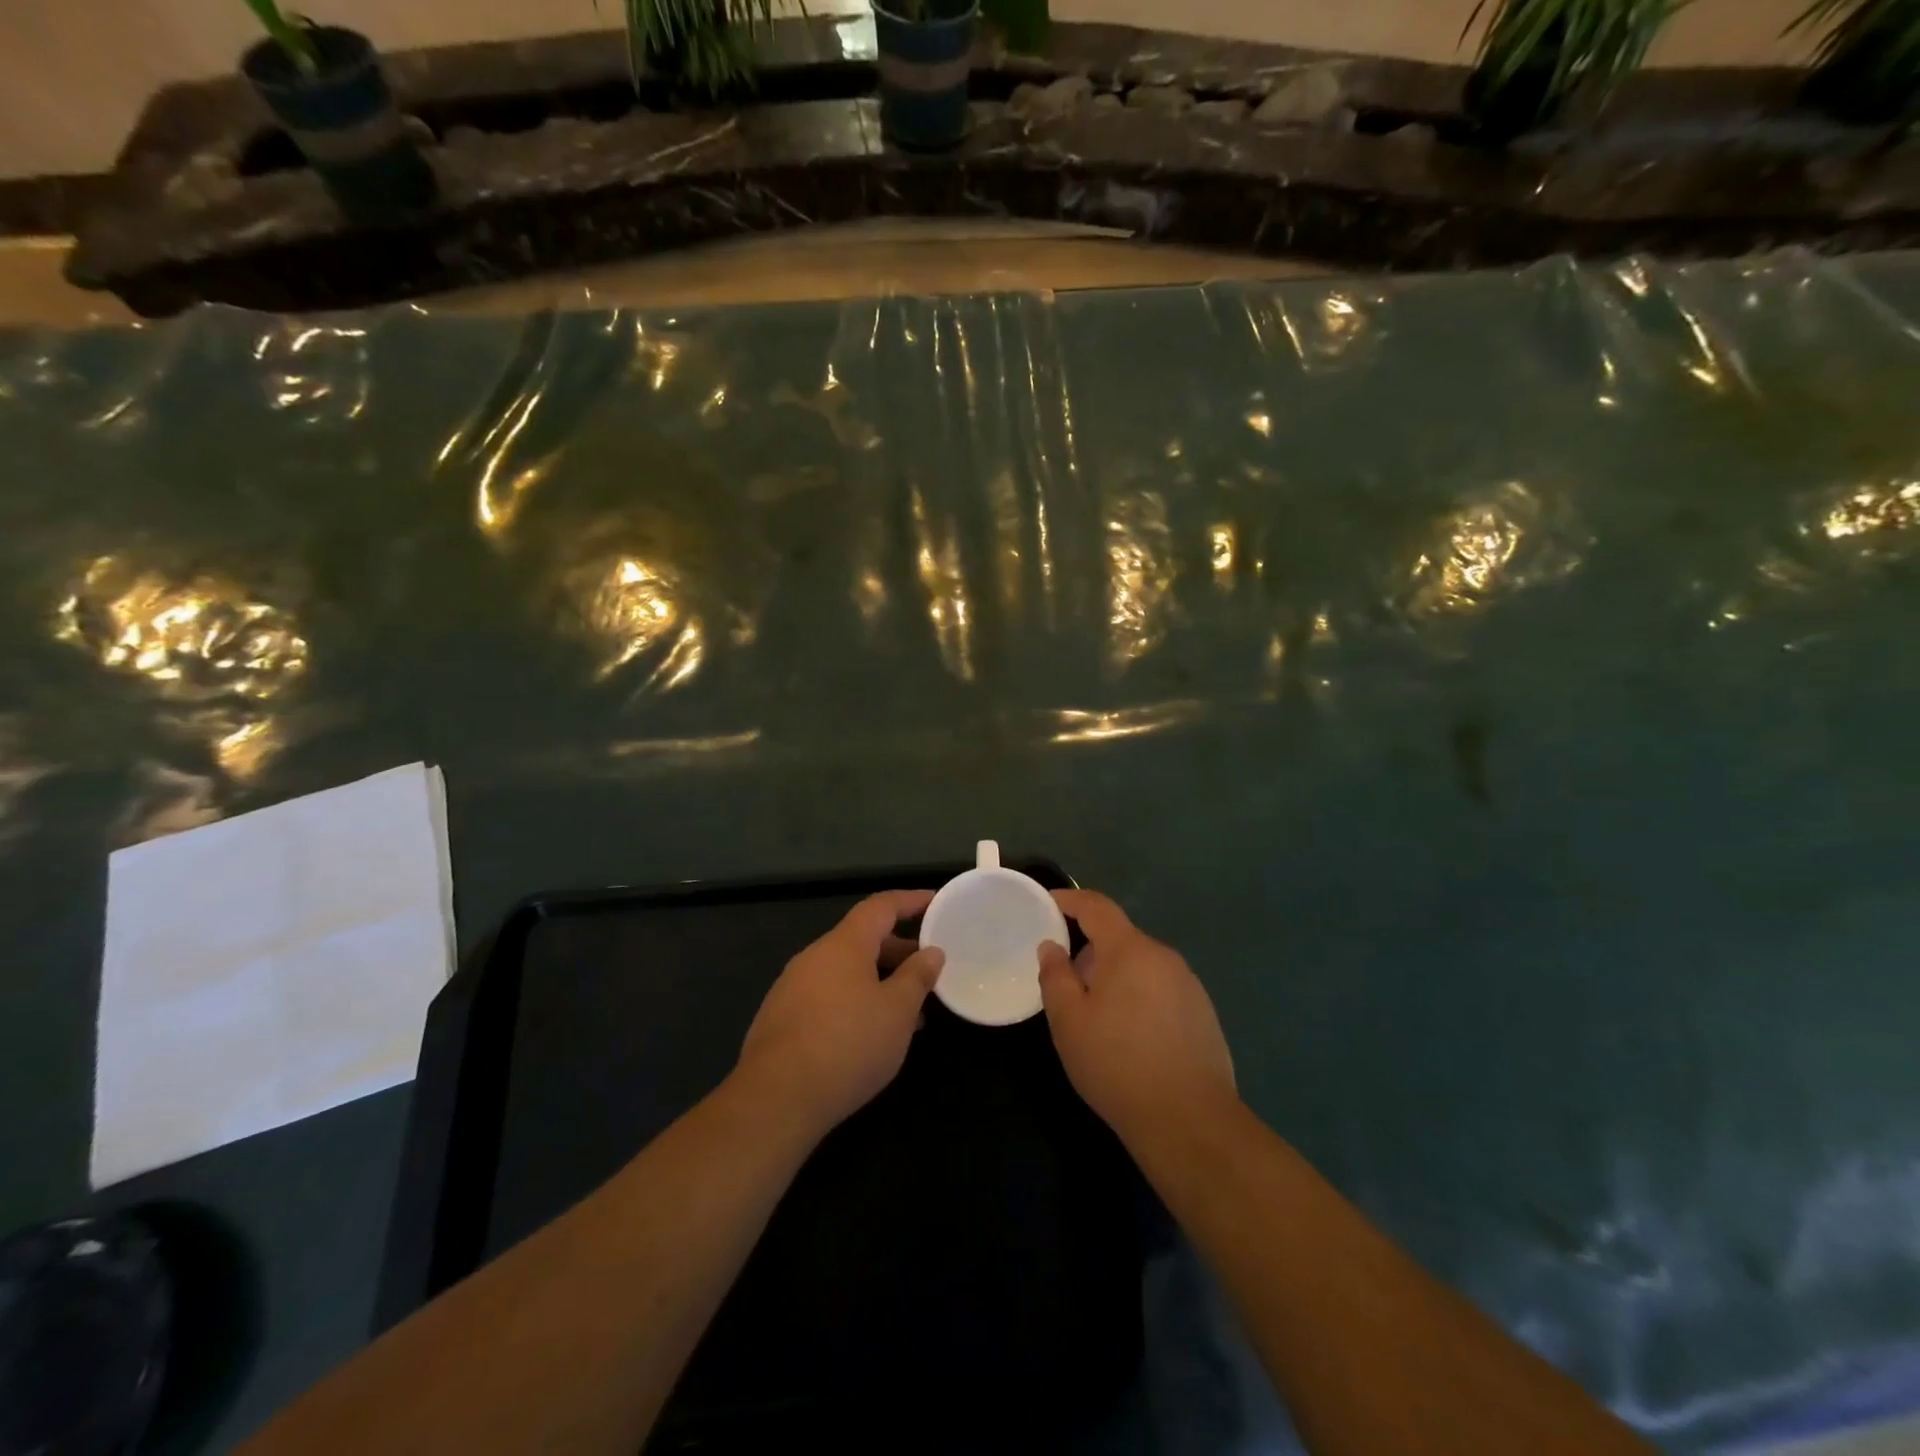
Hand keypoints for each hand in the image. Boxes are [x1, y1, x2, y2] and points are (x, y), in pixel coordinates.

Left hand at [735, 890, 944, 1139]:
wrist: (776, 1099)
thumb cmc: (848, 1044)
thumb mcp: (897, 1011)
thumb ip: (917, 977)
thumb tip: (931, 952)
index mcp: (843, 944)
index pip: (881, 906)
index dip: (910, 901)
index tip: (935, 902)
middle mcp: (814, 956)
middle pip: (862, 940)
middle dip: (899, 950)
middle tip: (930, 969)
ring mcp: (792, 987)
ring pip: (846, 972)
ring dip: (879, 982)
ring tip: (910, 1010)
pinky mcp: (782, 1019)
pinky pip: (828, 996)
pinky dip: (856, 1002)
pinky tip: (872, 1035)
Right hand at [1038, 889, 1237, 1149]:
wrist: (1189, 1121)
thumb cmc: (1117, 1064)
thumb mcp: (1068, 1022)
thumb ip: (1055, 976)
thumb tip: (1052, 947)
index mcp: (1130, 950)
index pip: (1097, 907)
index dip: (1070, 900)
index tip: (1048, 905)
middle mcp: (1164, 957)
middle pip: (1120, 939)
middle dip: (1091, 952)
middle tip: (1067, 983)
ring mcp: (1189, 985)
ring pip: (1141, 966)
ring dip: (1117, 977)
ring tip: (1098, 1017)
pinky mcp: (1203, 1013)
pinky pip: (1161, 990)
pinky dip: (1140, 998)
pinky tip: (1132, 1037)